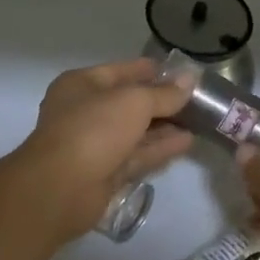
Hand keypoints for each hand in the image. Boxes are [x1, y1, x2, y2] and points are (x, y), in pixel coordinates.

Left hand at [14, 58, 194, 244]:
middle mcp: (85, 112)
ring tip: (199, 120)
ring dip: (165, 126)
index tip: (182, 73)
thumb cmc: (93, 129)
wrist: (60, 188)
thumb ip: (164, 93)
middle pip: (129, 103)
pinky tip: (187, 142)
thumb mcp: (134, 102)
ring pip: (135, 131)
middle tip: (197, 99)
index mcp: (81, 85)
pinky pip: (137, 155)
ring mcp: (95, 144)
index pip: (122, 71)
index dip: (151, 71)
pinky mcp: (105, 173)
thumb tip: (190, 80)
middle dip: (161, 101)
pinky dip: (160, 148)